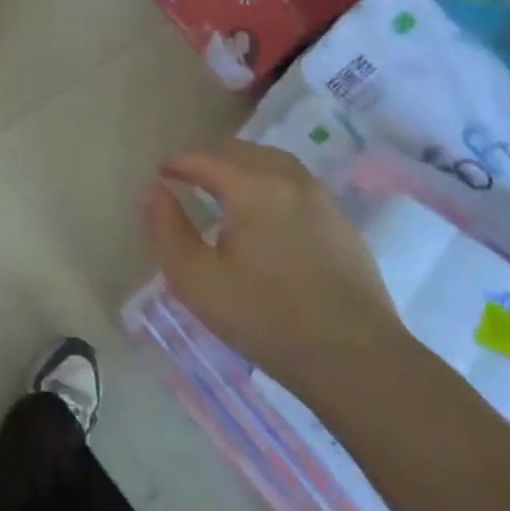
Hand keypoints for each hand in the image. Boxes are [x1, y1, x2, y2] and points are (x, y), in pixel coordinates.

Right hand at [143, 138, 409, 393]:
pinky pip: (299, 186)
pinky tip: (268, 216)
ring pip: (277, 163)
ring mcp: (323, 201)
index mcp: (252, 188)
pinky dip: (273, 185)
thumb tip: (154, 190)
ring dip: (246, 167)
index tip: (161, 173)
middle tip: (191, 179)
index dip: (178, 163)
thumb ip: (167, 229)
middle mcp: (290, 181)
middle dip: (213, 159)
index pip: (206, 160)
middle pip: (244, 152)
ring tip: (228, 190)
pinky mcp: (343, 225)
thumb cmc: (264, 317)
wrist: (355, 358)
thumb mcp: (195, 279)